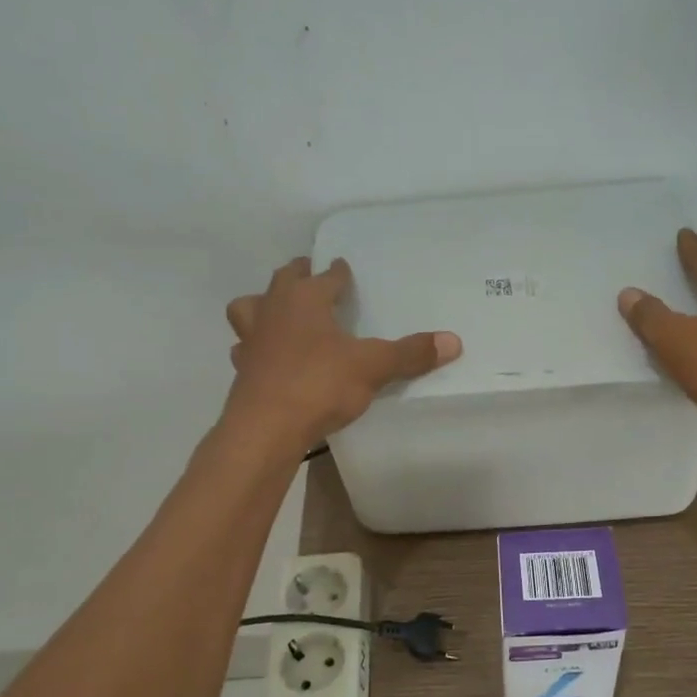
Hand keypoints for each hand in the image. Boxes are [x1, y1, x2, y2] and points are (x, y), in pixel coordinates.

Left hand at [224, 257, 461, 452]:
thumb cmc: (319, 383)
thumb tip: (454, 341)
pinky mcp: (242, 370)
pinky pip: (246, 349)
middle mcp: (273, 310)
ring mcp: (252, 340)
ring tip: (277, 314)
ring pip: (249, 309)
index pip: (325, 276)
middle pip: (282, 281)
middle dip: (298, 277)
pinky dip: (256, 348)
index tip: (343, 269)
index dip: (337, 272)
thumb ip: (410, 354)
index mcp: (305, 299)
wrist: (266, 427)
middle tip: (310, 277)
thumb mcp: (372, 367)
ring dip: (262, 307)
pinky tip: (268, 359)